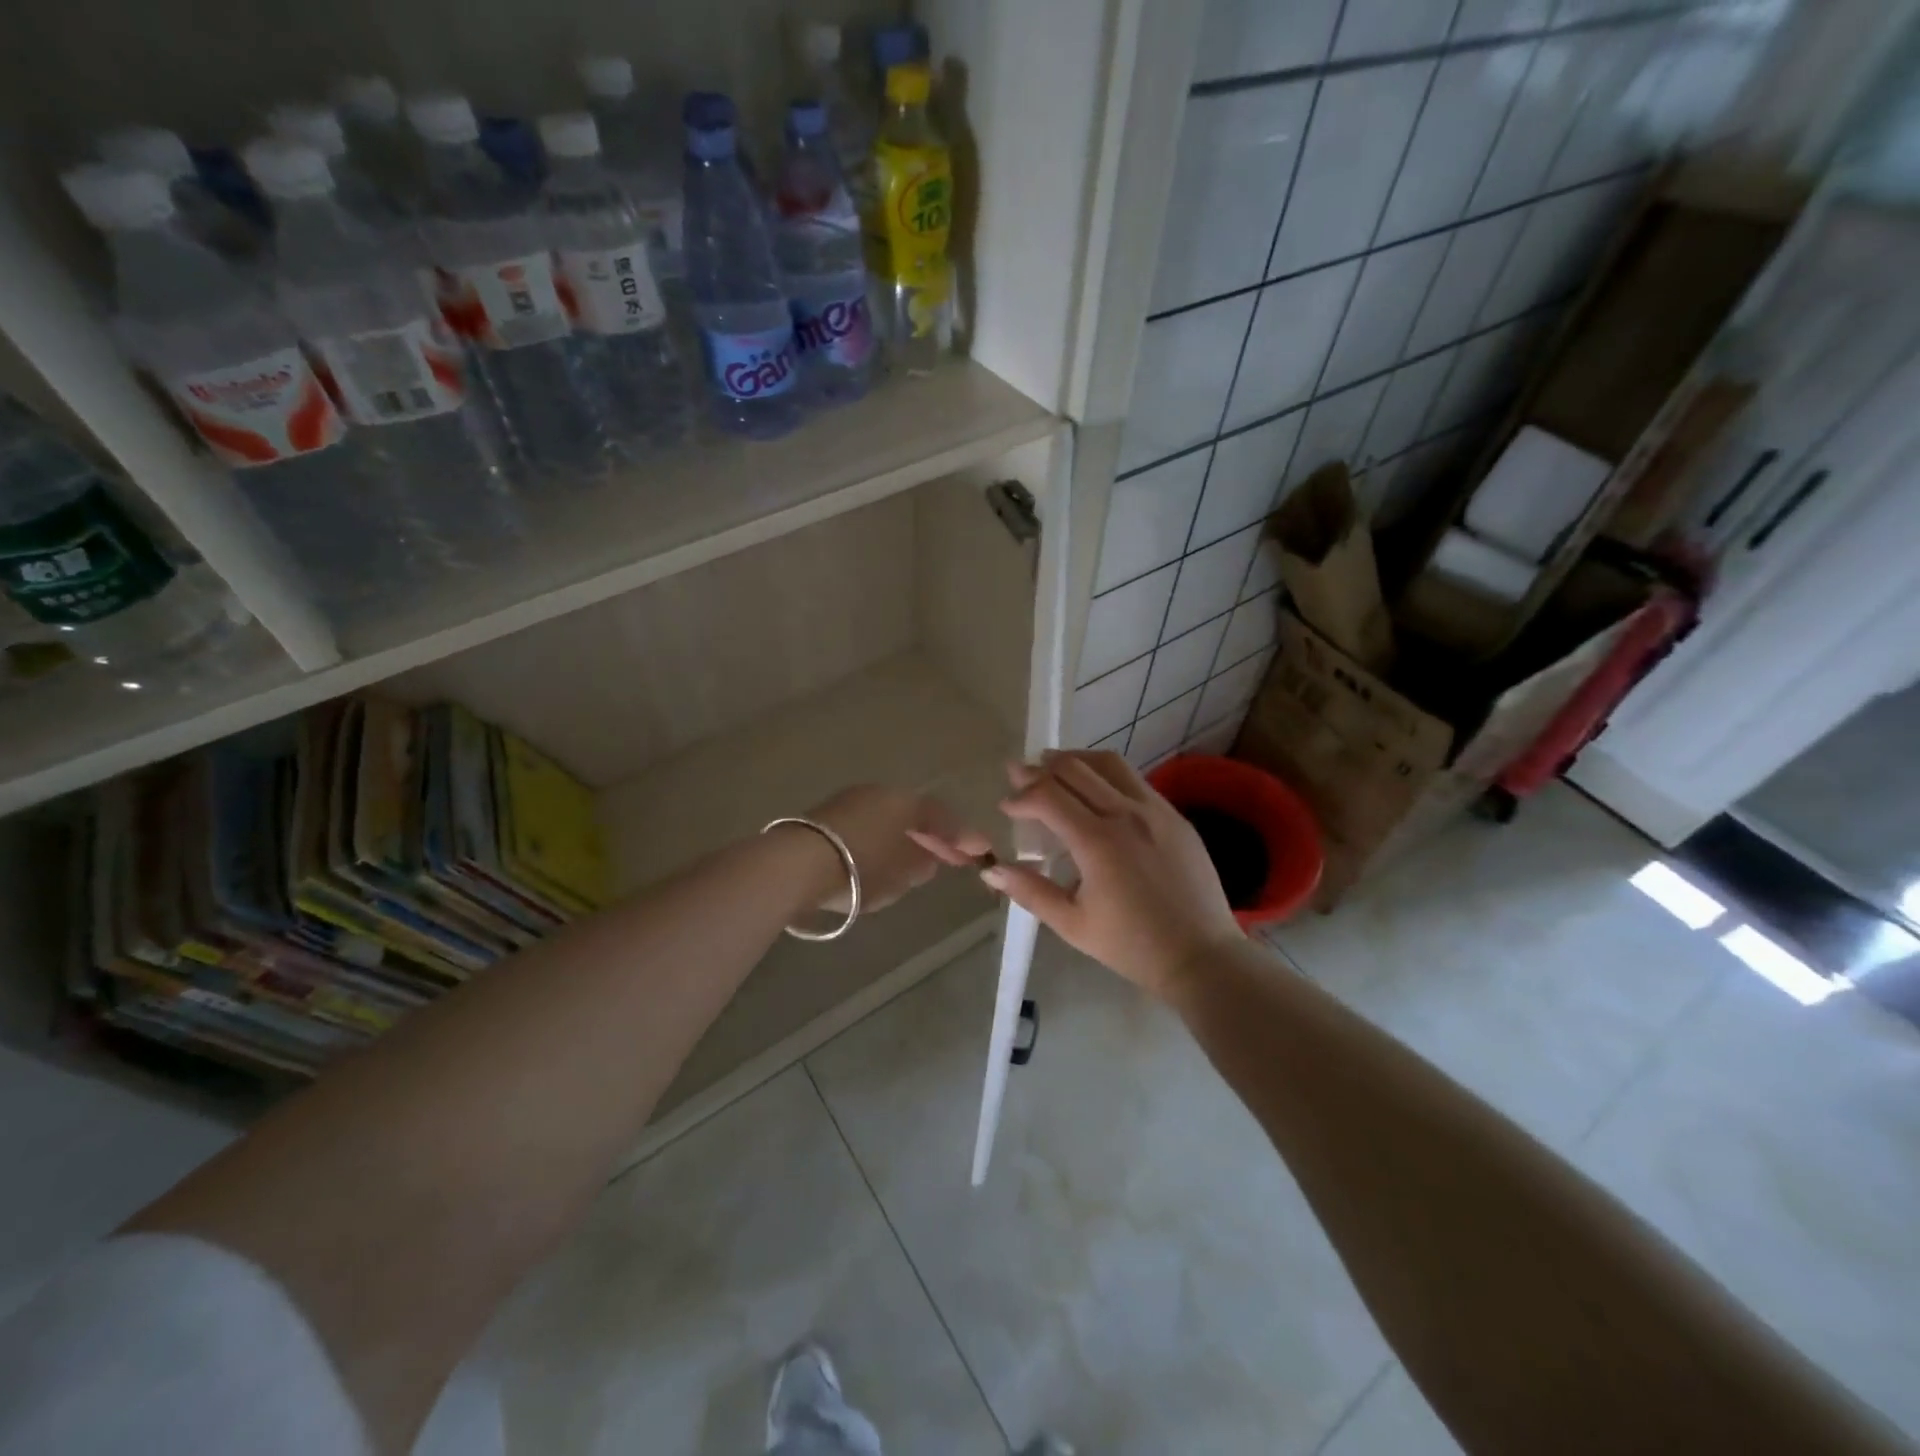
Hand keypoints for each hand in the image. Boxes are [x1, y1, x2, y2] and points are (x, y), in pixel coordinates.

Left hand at [803, 786, 992, 915]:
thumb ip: (921, 865)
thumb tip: (929, 858)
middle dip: (930, 836)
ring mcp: (848, 801)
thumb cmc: (860, 868)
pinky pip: (865, 825)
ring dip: (903, 838)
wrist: (796, 865)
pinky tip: (879, 859)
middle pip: (913, 814)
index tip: (979, 851)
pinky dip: (878, 840)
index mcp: (904, 802)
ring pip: (887, 818)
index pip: (941, 817)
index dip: (961, 836)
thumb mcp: (900, 874)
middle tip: (946, 858)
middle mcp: (878, 793)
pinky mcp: (824, 816)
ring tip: (912, 863)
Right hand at [976, 750, 1240, 998]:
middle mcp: (1126, 813)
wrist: (1201, 956)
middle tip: (1018, 775)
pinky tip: (1096, 790)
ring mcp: (1155, 810)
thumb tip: (990, 870)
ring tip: (1054, 767)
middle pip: (1075, 769)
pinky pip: (1134, 780)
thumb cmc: (1132, 946)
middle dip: (1039, 769)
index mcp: (1098, 841)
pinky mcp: (1175, 815)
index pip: (1048, 796)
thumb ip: (1030, 891)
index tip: (1006, 807)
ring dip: (1075, 760)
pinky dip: (1105, 774)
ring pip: (1108, 764)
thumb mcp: (1073, 924)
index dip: (1021, 796)